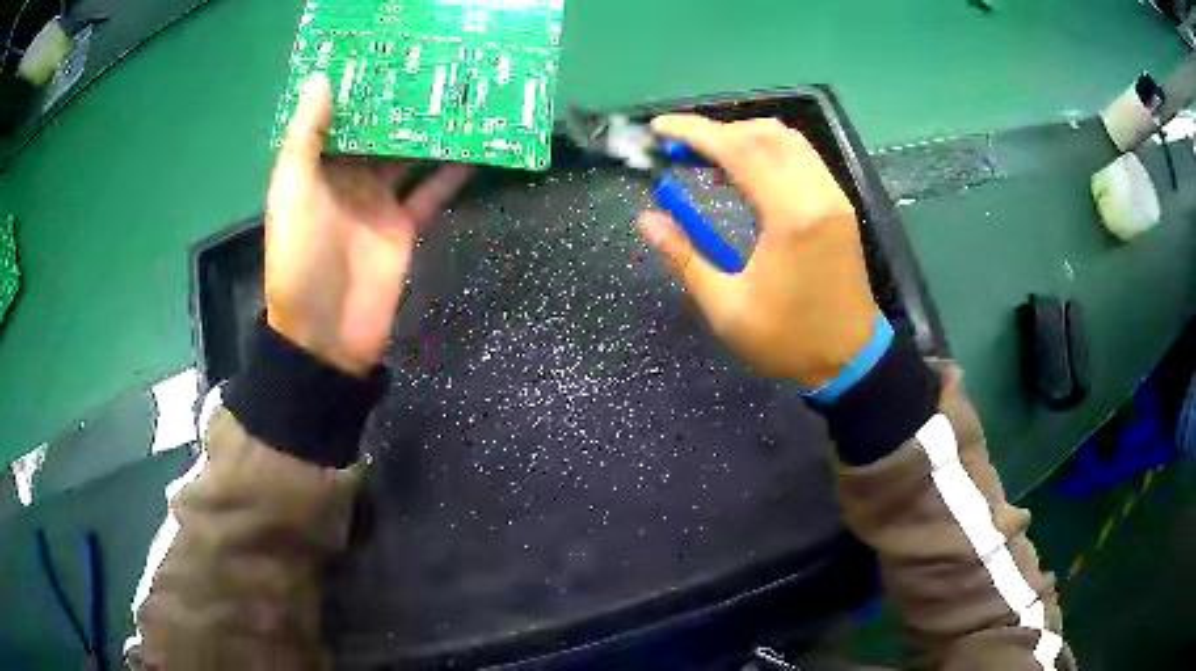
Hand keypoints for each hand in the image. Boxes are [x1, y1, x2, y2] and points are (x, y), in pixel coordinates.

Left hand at [265, 74, 473, 376]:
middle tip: (437, 66)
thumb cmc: (300, 257)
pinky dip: (453, 172)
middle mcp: (350, 179)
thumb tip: (324, 78)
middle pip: (381, 133)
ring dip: (432, 132)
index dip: (362, 88)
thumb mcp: (292, 191)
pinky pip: (432, 192)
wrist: (326, 333)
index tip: (388, 54)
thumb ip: (307, 136)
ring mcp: (380, 203)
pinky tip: (476, 147)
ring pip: (410, 157)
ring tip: (462, 97)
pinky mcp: (406, 227)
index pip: (343, 118)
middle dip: (404, 104)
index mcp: (319, 168)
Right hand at [636, 116, 880, 387]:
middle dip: (718, 132)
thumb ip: (684, 257)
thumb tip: (647, 220)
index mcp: (791, 217)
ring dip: (746, 138)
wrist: (850, 361)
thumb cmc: (787, 340)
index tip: (659, 128)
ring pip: (788, 140)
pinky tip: (747, 175)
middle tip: (681, 150)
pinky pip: (803, 159)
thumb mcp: (727, 308)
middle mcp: (817, 195)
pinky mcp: (840, 207)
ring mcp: (833, 198)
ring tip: (709, 160)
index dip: (694, 132)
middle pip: (765, 134)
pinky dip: (770, 153)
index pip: (739, 150)